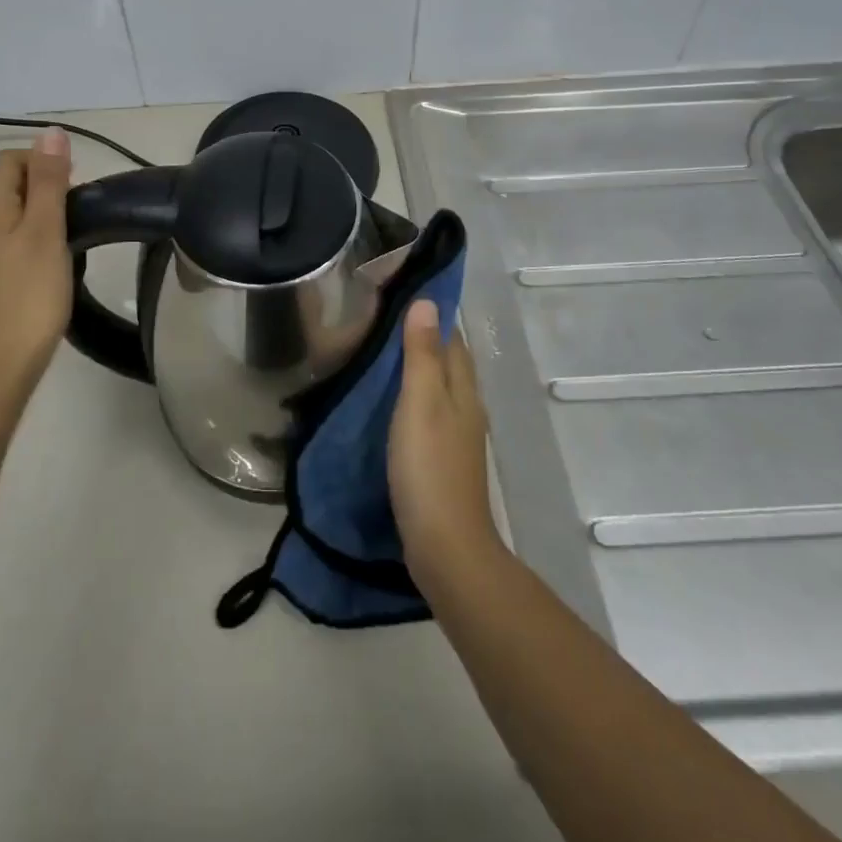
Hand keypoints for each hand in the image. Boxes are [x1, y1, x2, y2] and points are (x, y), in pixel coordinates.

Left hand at [0, 129, 73, 391]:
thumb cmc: (29, 295)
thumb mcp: (46, 231)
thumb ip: (48, 181)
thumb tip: (51, 132)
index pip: (7, 160)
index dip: (42, 162)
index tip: (73, 189)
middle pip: (5, 186)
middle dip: (42, 188)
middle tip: (75, 216)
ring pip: (6, 216)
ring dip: (37, 216)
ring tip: (67, 241)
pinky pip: (4, 243)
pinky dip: (28, 242)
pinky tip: (47, 268)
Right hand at [389, 298, 500, 583]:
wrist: (445, 546)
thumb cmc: (430, 466)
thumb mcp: (421, 402)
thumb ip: (422, 354)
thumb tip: (427, 302)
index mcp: (463, 389)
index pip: (452, 339)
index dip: (432, 315)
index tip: (400, 295)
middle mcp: (466, 408)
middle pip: (446, 363)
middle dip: (421, 340)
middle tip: (378, 323)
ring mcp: (456, 437)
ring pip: (436, 390)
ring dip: (413, 372)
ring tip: (375, 357)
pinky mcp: (441, 461)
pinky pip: (426, 416)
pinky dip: (408, 401)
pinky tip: (385, 406)